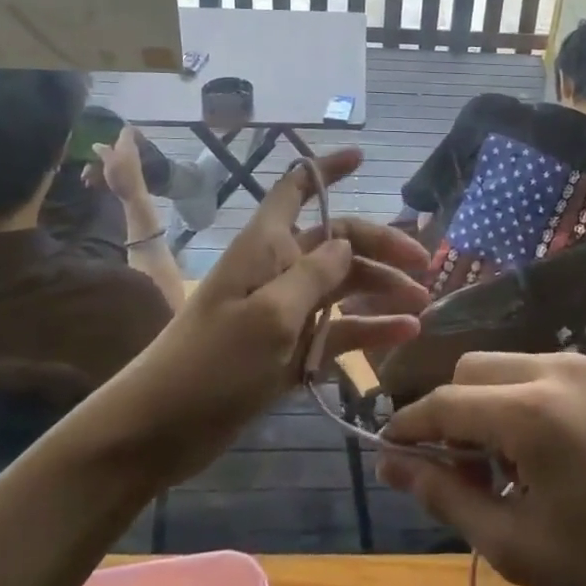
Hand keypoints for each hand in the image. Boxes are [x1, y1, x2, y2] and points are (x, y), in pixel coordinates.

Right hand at [83, 125, 146, 201]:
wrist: (132, 195)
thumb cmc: (122, 174)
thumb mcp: (110, 160)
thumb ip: (104, 150)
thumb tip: (97, 144)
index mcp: (127, 144)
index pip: (126, 130)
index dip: (118, 126)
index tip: (105, 126)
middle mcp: (127, 152)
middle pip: (111, 147)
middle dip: (97, 154)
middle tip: (86, 162)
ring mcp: (125, 163)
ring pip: (107, 160)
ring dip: (94, 168)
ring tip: (84, 178)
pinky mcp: (121, 174)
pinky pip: (108, 171)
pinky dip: (98, 176)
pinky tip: (89, 183)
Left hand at [101, 148, 428, 485]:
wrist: (160, 429)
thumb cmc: (212, 362)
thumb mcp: (269, 315)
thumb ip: (313, 275)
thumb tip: (346, 243)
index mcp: (265, 245)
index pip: (295, 188)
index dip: (326, 169)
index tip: (361, 157)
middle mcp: (277, 268)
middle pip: (336, 242)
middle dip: (380, 247)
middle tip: (425, 265)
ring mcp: (284, 310)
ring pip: (342, 287)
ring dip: (382, 291)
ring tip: (422, 304)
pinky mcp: (288, 348)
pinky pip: (336, 330)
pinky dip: (369, 330)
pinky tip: (405, 333)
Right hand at [378, 352, 585, 585]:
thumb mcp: (515, 546)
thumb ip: (446, 497)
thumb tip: (391, 466)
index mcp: (530, 410)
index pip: (445, 402)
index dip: (409, 427)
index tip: (387, 453)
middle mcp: (554, 368)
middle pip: (471, 370)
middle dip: (451, 414)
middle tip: (463, 474)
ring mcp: (585, 366)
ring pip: (505, 366)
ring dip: (486, 405)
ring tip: (506, 470)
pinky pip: (541, 372)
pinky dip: (521, 400)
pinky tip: (543, 454)